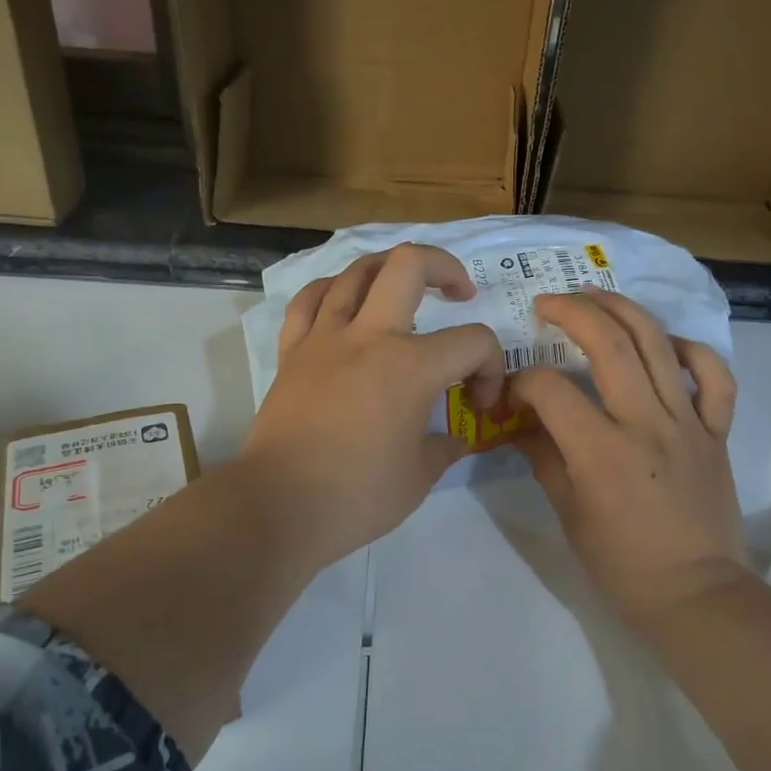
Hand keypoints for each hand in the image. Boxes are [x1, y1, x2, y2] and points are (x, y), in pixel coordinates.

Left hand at [241, 244, 502, 571]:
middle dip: (445, 267)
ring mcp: (325, 338)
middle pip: (410, 264)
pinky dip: (333, 291)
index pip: (474, 342)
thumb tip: (455, 439)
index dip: (491, 368)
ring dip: (390, 270)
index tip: (478, 404)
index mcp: (411, 368)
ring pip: (357, 271)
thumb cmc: (356, 496)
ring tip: (404, 289)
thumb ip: (444, 448)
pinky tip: (345, 301)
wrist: (278, 507)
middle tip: (459, 293)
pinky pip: (310, 300)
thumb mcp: (419, 477)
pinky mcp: (292, 352)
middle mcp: (369, 337)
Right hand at [510, 291, 746, 624]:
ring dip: (624, 310)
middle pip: (610, 343)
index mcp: (601, 452)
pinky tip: (668, 344)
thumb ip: (544, 458)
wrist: (695, 595)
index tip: (513, 393)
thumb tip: (521, 424)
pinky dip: (692, 351)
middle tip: (549, 302)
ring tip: (597, 297)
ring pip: (658, 344)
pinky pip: (714, 378)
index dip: (523, 382)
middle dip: (573, 311)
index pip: (551, 390)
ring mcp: (688, 424)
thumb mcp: (568, 514)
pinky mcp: (717, 432)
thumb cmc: (622, 565)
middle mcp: (646, 424)